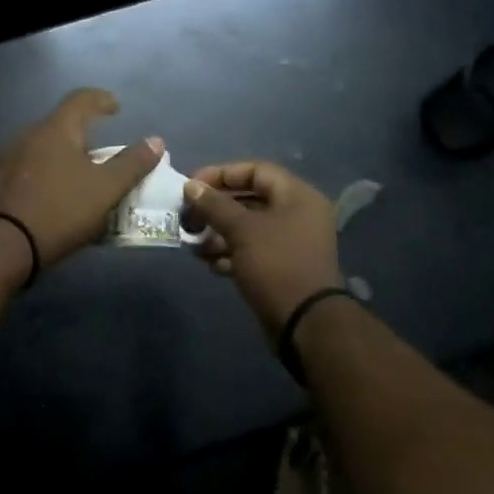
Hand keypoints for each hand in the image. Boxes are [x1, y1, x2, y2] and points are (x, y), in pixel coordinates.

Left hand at [0, 90, 163, 267]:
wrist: (0, 245)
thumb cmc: (60, 210)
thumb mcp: (105, 190)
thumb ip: (132, 164)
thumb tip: (155, 141)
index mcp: (56, 129)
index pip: (81, 99)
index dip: (101, 100)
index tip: (116, 108)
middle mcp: (27, 135)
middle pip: (60, 125)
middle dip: (83, 136)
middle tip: (102, 156)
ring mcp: (6, 158)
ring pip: (42, 149)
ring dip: (62, 158)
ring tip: (78, 180)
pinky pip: (27, 169)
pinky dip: (45, 175)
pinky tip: (51, 198)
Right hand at [182, 161, 343, 337]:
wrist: (304, 323)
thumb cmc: (275, 265)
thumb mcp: (242, 230)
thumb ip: (215, 205)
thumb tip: (191, 186)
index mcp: (297, 196)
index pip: (255, 170)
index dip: (221, 174)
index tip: (191, 185)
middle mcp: (297, 214)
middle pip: (249, 199)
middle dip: (215, 208)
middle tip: (188, 217)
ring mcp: (291, 242)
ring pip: (248, 227)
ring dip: (218, 233)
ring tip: (194, 245)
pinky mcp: (282, 266)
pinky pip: (252, 250)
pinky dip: (230, 253)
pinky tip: (211, 264)